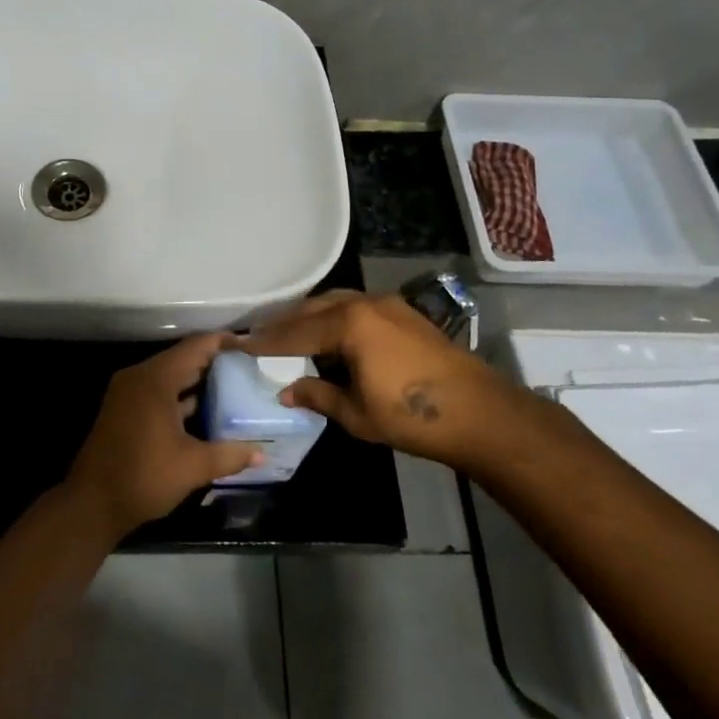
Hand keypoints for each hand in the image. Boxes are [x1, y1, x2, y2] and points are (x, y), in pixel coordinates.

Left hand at [65, 334, 261, 537]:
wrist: (92, 504)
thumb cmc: (143, 477)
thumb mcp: (192, 467)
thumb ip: (229, 454)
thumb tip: (262, 453)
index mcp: (155, 380)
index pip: (195, 347)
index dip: (224, 342)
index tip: (251, 346)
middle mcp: (139, 377)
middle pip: (183, 358)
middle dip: (215, 362)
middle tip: (249, 368)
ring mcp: (128, 392)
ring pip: (170, 376)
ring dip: (198, 381)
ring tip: (235, 387)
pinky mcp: (124, 409)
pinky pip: (159, 391)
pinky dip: (181, 396)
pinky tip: (206, 411)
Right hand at [242, 291, 523, 463]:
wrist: (480, 412)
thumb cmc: (412, 417)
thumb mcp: (357, 414)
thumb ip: (318, 396)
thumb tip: (286, 391)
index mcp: (348, 325)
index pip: (294, 333)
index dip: (265, 342)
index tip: (239, 344)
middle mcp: (363, 304)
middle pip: (312, 309)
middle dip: (285, 323)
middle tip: (259, 335)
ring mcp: (387, 304)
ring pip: (335, 302)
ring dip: (310, 316)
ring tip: (291, 333)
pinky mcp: (404, 312)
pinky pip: (356, 306)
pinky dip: (335, 316)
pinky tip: (331, 334)